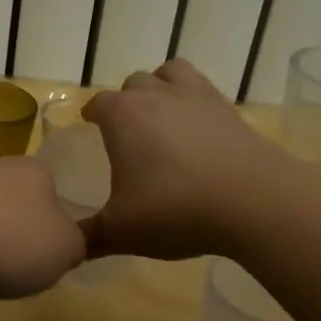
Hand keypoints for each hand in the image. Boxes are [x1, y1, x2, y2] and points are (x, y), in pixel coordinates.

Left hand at [0, 156, 85, 298]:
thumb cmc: (13, 241)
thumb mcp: (66, 249)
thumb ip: (74, 244)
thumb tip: (65, 243)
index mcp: (35, 170)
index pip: (53, 189)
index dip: (55, 221)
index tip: (51, 250)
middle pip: (16, 202)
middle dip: (19, 231)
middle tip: (22, 265)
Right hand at [80, 59, 289, 260]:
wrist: (254, 202)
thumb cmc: (176, 210)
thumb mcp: (122, 232)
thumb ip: (89, 237)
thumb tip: (65, 247)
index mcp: (123, 116)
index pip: (97, 103)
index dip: (91, 114)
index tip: (89, 127)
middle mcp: (157, 96)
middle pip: (133, 84)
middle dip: (125, 102)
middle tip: (126, 133)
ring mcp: (197, 97)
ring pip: (170, 73)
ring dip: (160, 88)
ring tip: (160, 116)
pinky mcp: (229, 109)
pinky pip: (203, 89)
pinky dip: (193, 101)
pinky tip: (196, 129)